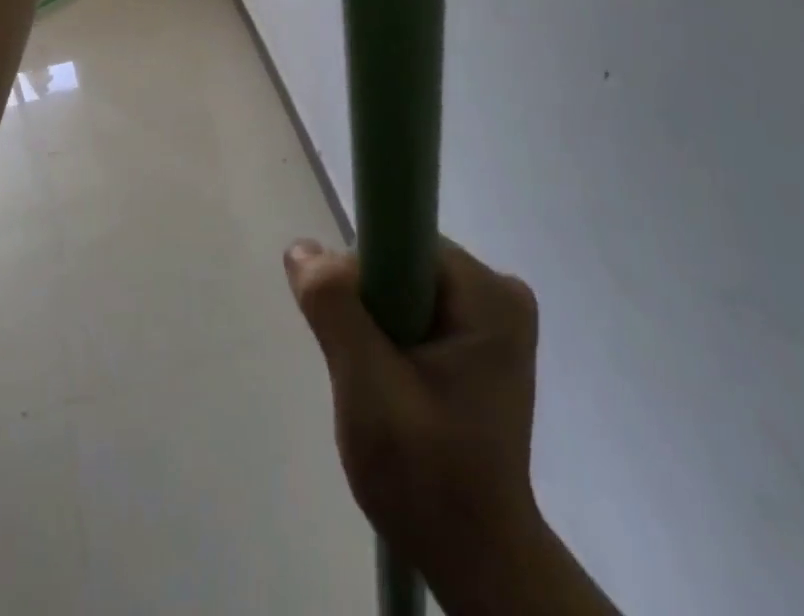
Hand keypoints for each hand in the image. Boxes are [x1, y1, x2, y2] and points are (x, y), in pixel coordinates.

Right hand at [286, 239, 614, 614]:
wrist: (478, 561)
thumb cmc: (428, 478)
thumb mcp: (368, 391)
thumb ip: (335, 310)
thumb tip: (302, 248)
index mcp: (489, 294)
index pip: (401, 243)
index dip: (361, 277)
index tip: (353, 332)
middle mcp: (500, 293)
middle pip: (402, 265)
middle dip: (369, 309)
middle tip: (363, 371)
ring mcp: (495, 319)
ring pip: (404, 288)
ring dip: (377, 328)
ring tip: (379, 387)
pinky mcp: (483, 342)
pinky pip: (417, 310)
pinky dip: (393, 340)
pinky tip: (395, 388)